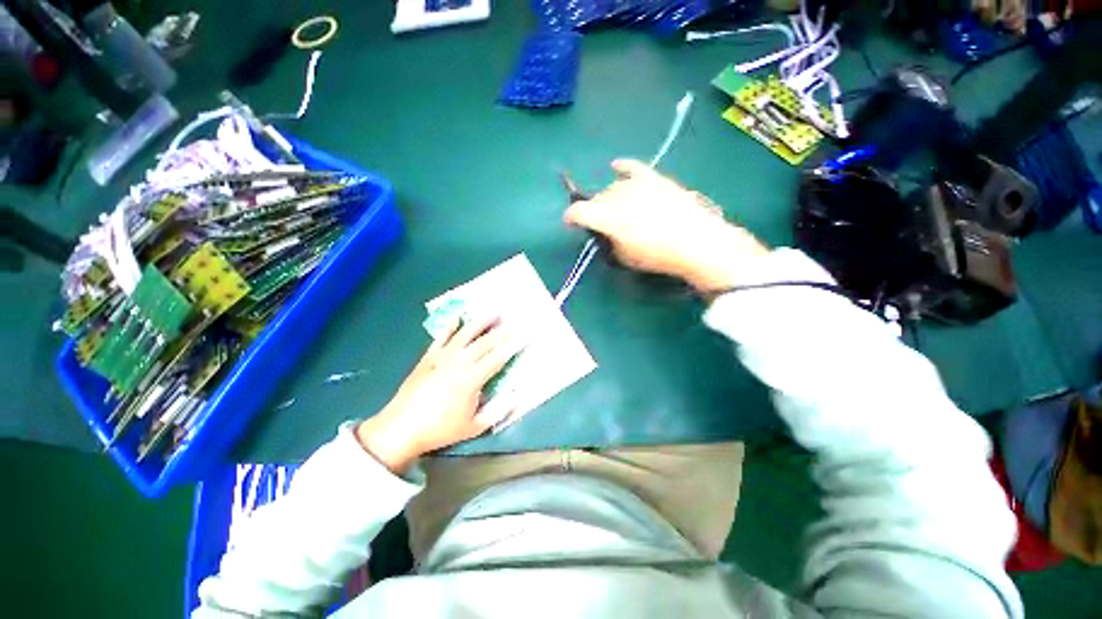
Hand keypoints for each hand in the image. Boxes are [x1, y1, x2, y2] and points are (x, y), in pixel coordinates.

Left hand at [356, 316, 520, 473]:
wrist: (400, 429)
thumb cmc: (441, 430)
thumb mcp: (474, 427)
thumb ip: (498, 411)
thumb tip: (516, 396)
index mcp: (472, 378)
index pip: (498, 357)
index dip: (513, 346)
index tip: (525, 335)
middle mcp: (459, 362)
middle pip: (485, 342)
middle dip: (502, 331)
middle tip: (515, 321)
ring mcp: (442, 357)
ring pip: (465, 334)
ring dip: (480, 322)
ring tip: (493, 311)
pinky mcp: (428, 357)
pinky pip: (440, 337)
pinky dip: (449, 326)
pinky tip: (457, 316)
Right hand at [564, 160, 768, 292]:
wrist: (696, 242)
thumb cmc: (657, 256)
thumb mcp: (624, 257)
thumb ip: (609, 241)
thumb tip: (605, 232)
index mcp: (607, 217)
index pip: (578, 212)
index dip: (570, 218)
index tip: (570, 223)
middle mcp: (617, 196)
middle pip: (597, 199)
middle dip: (594, 211)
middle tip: (601, 224)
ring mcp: (637, 185)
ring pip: (613, 187)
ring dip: (610, 199)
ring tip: (617, 210)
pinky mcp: (655, 179)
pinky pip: (634, 168)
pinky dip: (623, 167)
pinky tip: (616, 166)